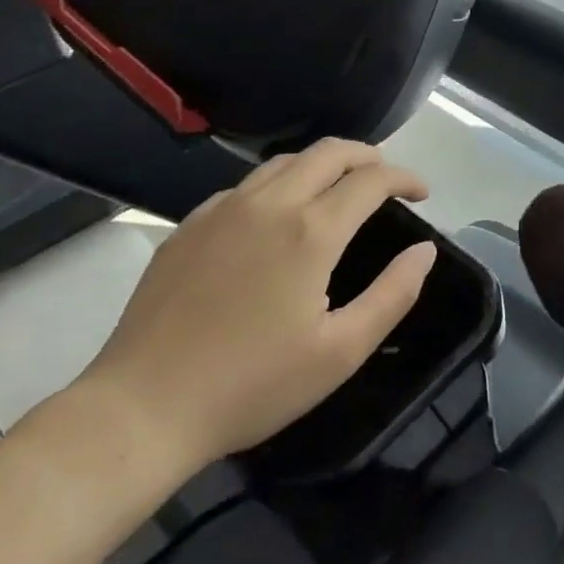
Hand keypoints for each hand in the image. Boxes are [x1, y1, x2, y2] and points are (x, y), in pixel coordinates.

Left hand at [77, 139, 436, 477]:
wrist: (139, 411)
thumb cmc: (250, 386)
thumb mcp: (340, 353)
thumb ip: (392, 294)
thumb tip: (424, 250)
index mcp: (311, 231)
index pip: (371, 179)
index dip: (404, 177)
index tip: (421, 193)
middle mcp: (270, 204)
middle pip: (330, 152)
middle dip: (368, 155)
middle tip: (385, 178)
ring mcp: (224, 210)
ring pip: (286, 161)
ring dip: (323, 163)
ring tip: (339, 187)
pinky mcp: (190, 226)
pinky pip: (246, 185)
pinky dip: (279, 184)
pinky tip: (277, 215)